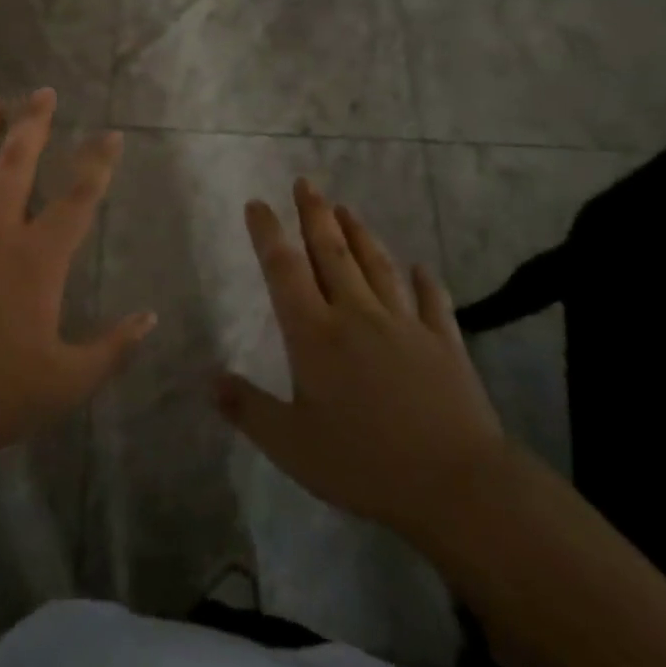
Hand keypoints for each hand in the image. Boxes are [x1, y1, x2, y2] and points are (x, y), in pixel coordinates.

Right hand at [214, 180, 508, 537]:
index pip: (285, 270)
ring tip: (346, 209)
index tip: (258, 203)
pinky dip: (426, 282)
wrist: (455, 483)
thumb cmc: (363, 463)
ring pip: (377, 266)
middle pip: (332, 253)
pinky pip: (432, 302)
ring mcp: (405, 325)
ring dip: (360, 234)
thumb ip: (248, 409)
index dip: (268, 234)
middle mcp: (357, 315)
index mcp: (315, 334)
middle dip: (315, 215)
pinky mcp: (444, 343)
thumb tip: (209, 379)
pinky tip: (422, 268)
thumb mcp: (291, 445)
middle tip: (305, 183)